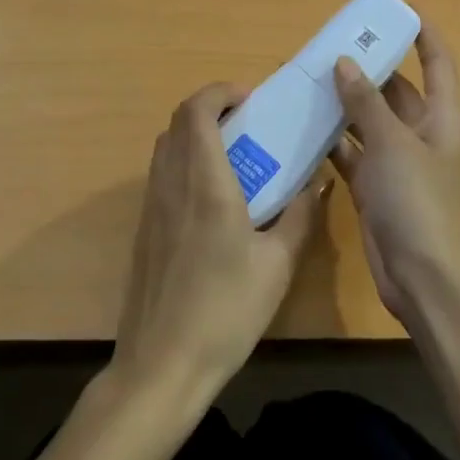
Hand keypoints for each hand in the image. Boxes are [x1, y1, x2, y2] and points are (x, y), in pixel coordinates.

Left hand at [112, 82, 326, 398]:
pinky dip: (185, 165)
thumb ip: (300, 215)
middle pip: (176, 123)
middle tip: (249, 124)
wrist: (162, 366)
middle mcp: (170, 186)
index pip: (196, 112)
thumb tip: (316, 182)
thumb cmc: (226, 311)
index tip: (251, 100)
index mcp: (205, 184)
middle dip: (210, 110)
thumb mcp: (278, 264)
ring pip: (165, 149)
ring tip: (236, 158)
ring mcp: (151, 209)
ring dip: (195, 137)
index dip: (220, 93)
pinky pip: (161, 177)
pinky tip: (215, 201)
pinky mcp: (144, 232)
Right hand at [330, 27, 459, 327]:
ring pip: (368, 122)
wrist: (422, 277)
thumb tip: (344, 63)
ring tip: (308, 80)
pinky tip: (303, 127)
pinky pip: (351, 154)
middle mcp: (420, 135)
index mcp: (440, 118)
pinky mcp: (374, 188)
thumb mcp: (392, 144)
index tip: (397, 9)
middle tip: (329, 47)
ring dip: (344, 105)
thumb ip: (366, 103)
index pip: (437, 63)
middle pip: (396, 90)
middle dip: (368, 69)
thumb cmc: (417, 201)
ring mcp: (396, 163)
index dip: (423, 34)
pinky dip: (331, 142)